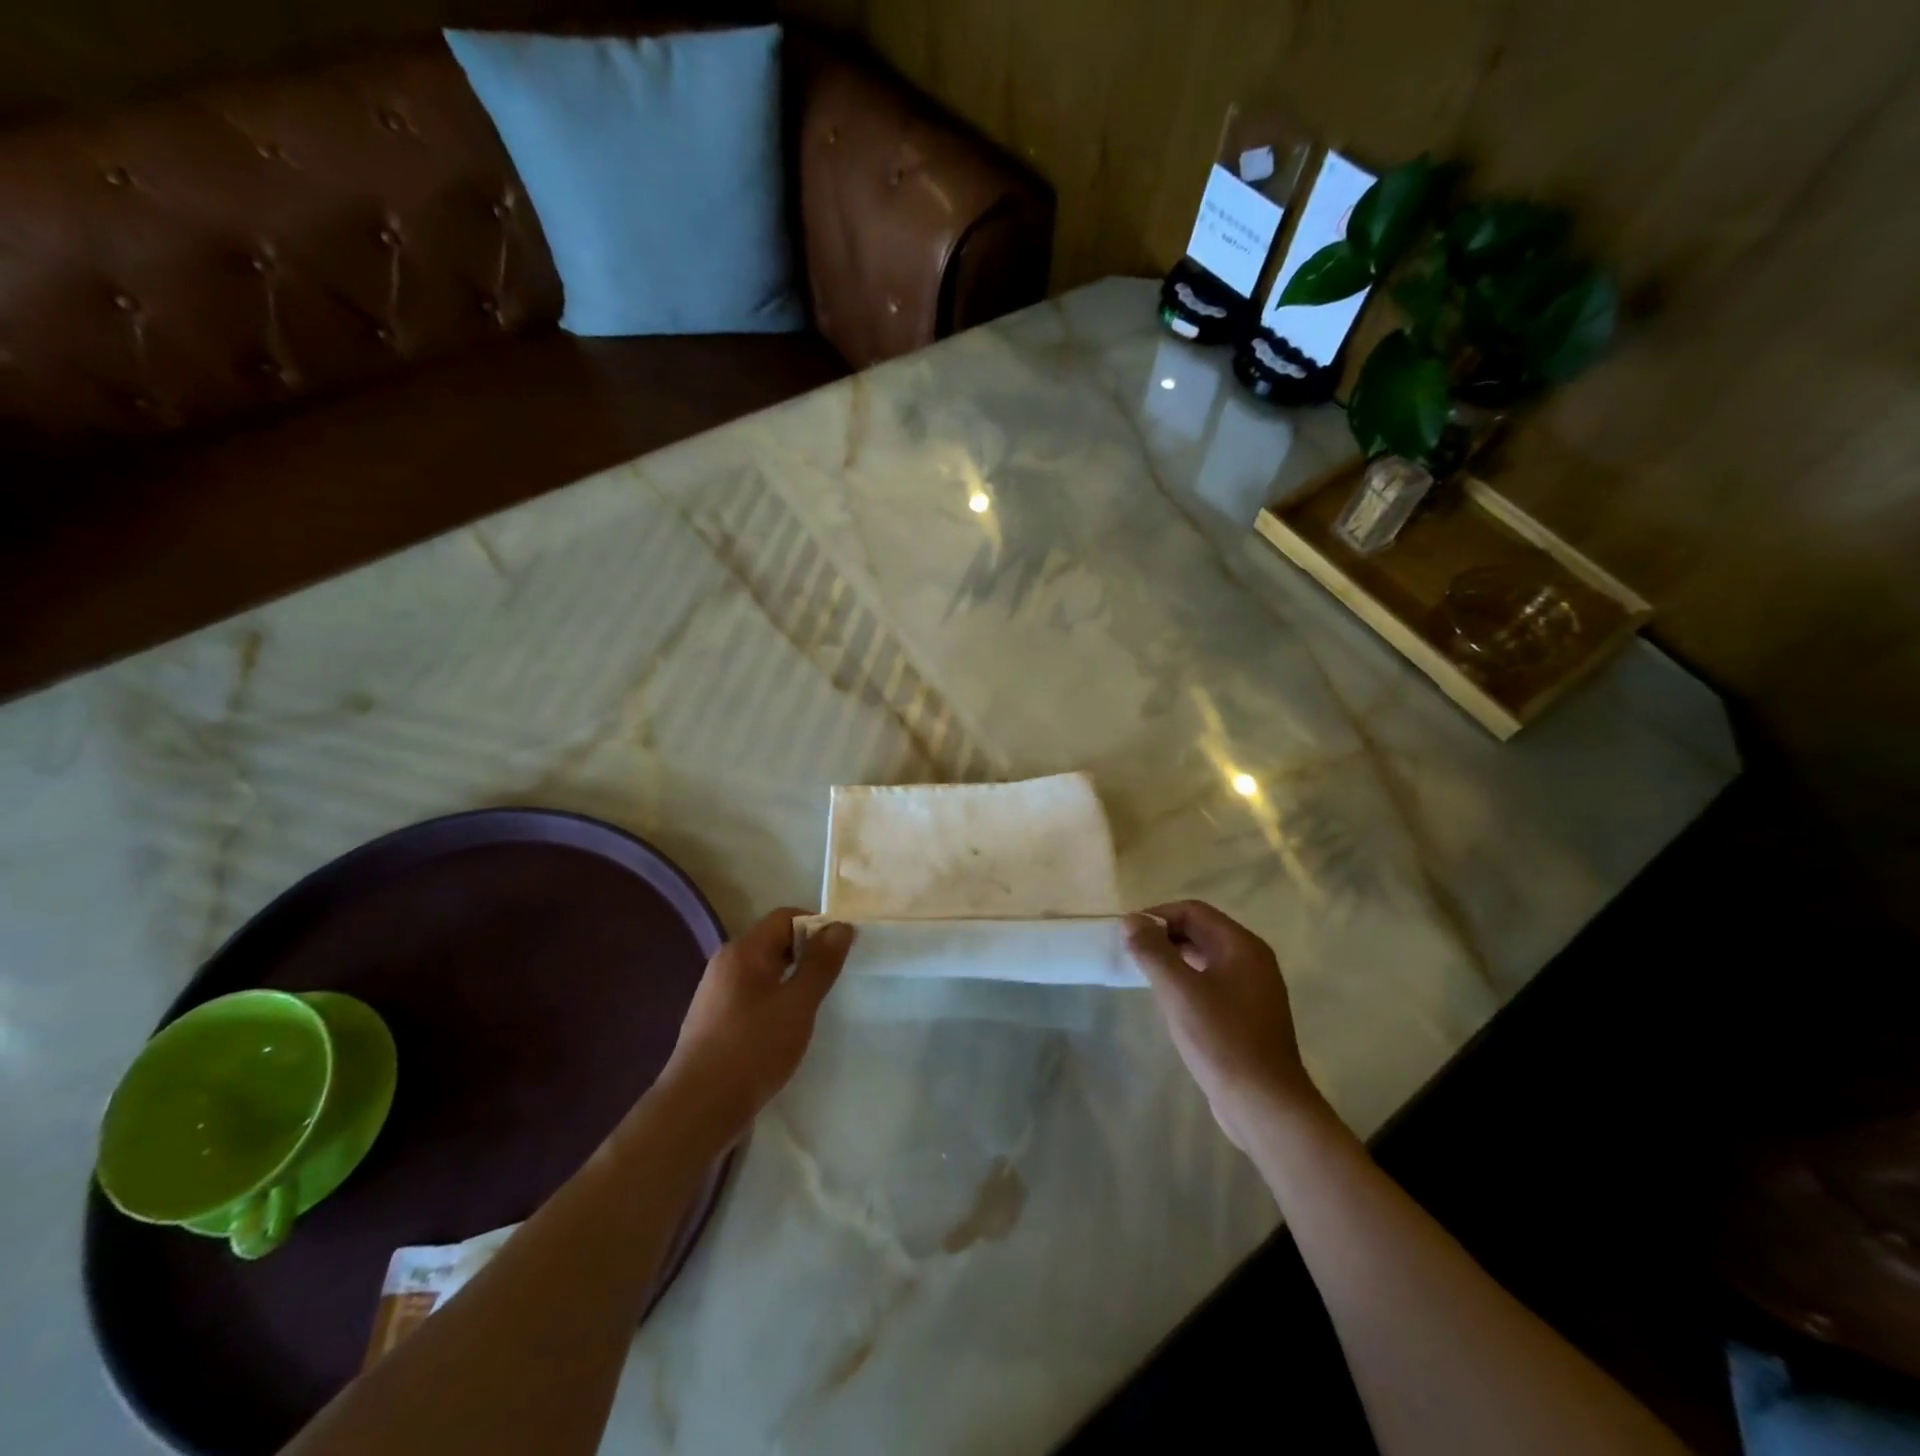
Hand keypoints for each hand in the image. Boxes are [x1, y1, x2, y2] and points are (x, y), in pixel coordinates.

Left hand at [659, 908, 853, 1139]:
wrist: (698, 1109)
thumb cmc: (753, 1049)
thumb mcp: (798, 1004)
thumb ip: (821, 964)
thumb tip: (840, 927)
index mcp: (744, 950)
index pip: (786, 917)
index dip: (817, 926)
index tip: (840, 951)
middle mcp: (725, 962)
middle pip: (773, 940)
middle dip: (806, 953)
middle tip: (831, 979)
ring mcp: (715, 991)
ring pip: (763, 969)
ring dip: (790, 978)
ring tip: (811, 1005)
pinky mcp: (713, 1018)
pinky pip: (751, 992)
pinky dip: (773, 997)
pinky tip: (784, 1027)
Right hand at [1125, 900, 1321, 1147]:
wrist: (1264, 1105)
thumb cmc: (1222, 1040)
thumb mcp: (1179, 991)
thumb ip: (1153, 951)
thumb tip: (1132, 920)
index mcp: (1242, 946)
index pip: (1194, 911)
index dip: (1158, 915)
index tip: (1128, 932)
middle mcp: (1252, 961)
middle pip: (1201, 931)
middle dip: (1164, 936)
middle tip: (1131, 952)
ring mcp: (1253, 990)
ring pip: (1206, 958)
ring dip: (1174, 959)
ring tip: (1144, 973)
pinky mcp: (1248, 1016)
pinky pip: (1212, 983)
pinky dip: (1187, 981)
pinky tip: (1169, 1001)